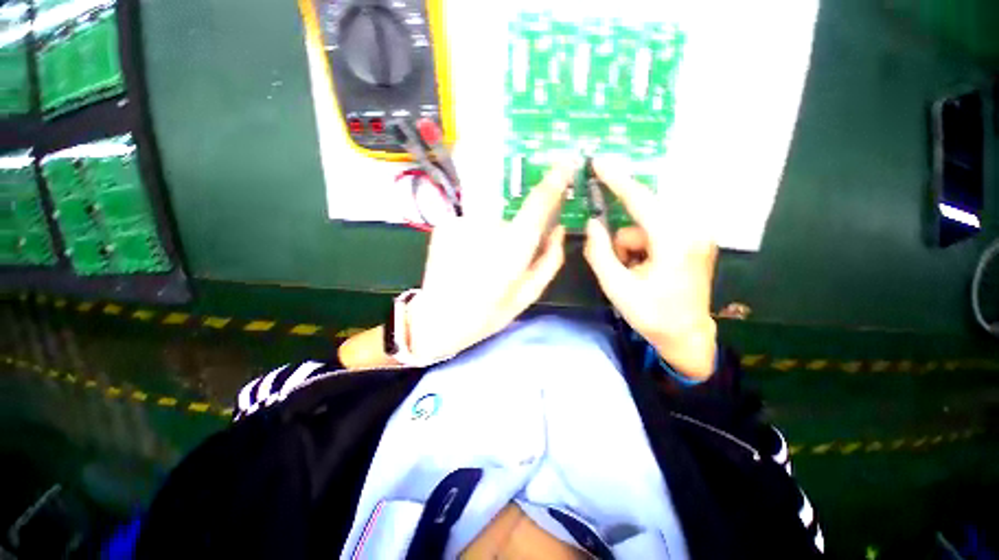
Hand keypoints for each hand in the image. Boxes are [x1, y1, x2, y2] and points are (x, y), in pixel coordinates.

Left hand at [405, 162, 575, 363]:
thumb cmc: (488, 313)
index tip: (566, 162)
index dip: (555, 179)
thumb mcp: (528, 293)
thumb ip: (551, 259)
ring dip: (492, 242)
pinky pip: (471, 226)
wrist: (438, 319)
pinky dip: (473, 241)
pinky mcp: (446, 224)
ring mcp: (463, 222)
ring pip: (491, 223)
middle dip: (515, 238)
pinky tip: (464, 262)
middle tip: (502, 265)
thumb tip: (559, 229)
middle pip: (513, 218)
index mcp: (514, 246)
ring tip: (480, 268)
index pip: (538, 201)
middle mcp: (488, 226)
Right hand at [583, 158, 718, 379]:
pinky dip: (642, 249)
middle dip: (622, 242)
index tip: (598, 161)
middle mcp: (690, 231)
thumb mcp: (616, 287)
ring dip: (631, 247)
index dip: (616, 180)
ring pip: (645, 227)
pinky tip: (645, 271)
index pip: (640, 200)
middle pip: (640, 218)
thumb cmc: (652, 315)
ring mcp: (695, 235)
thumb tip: (593, 224)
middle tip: (621, 266)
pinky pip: (655, 233)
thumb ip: (599, 252)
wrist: (686, 335)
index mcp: (674, 241)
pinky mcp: (693, 240)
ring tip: (635, 275)